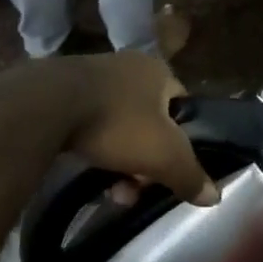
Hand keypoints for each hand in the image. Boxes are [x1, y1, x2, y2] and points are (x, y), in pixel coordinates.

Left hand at [64, 52, 218, 205]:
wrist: (46, 106)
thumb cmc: (117, 122)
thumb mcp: (164, 155)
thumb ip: (191, 175)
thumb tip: (216, 196)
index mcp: (158, 70)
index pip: (181, 105)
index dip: (181, 139)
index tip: (169, 168)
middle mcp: (128, 65)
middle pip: (149, 120)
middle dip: (146, 158)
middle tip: (137, 187)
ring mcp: (92, 75)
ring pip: (118, 124)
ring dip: (120, 158)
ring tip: (111, 190)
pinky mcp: (62, 90)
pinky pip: (88, 122)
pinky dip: (93, 145)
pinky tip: (86, 168)